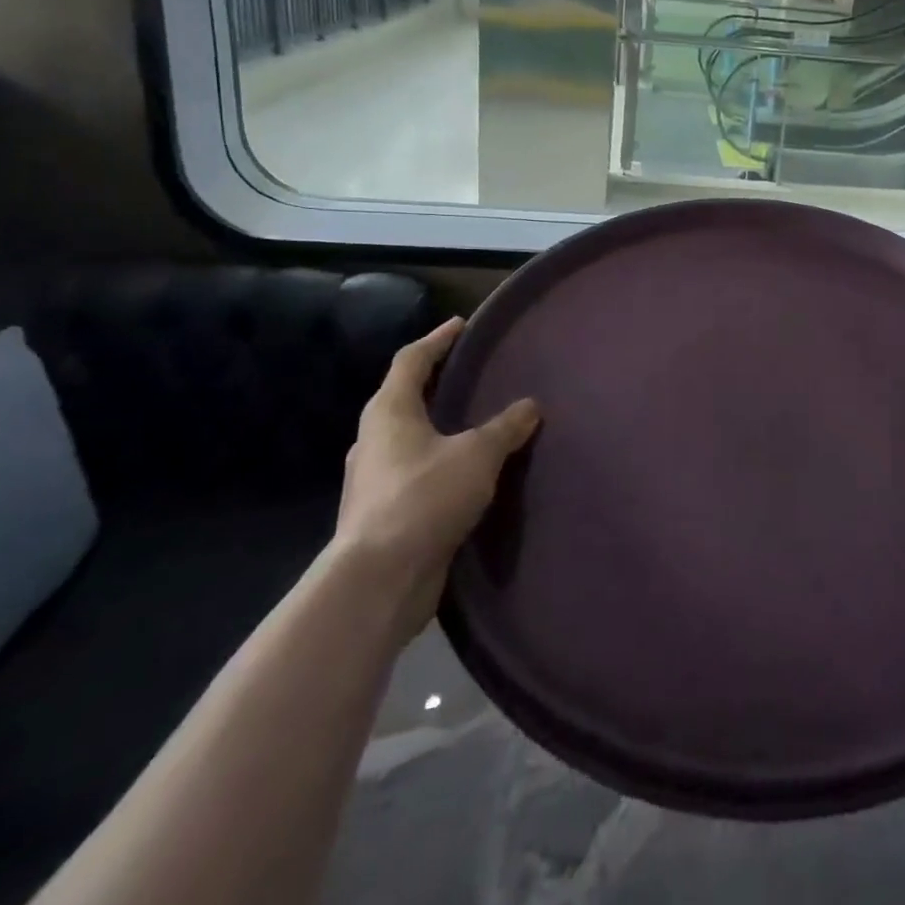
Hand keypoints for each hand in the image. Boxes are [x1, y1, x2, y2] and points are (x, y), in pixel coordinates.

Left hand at [335, 318, 538, 638]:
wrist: (379, 579)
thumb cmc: (424, 497)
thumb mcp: (477, 454)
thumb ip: (505, 427)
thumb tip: (530, 406)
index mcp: (390, 412)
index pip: (412, 360)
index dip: (437, 339)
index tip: (461, 325)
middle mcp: (374, 439)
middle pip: (404, 398)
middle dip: (435, 383)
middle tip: (470, 374)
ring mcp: (373, 479)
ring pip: (407, 439)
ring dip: (436, 427)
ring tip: (472, 424)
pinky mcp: (382, 513)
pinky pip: (414, 474)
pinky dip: (438, 463)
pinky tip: (465, 474)